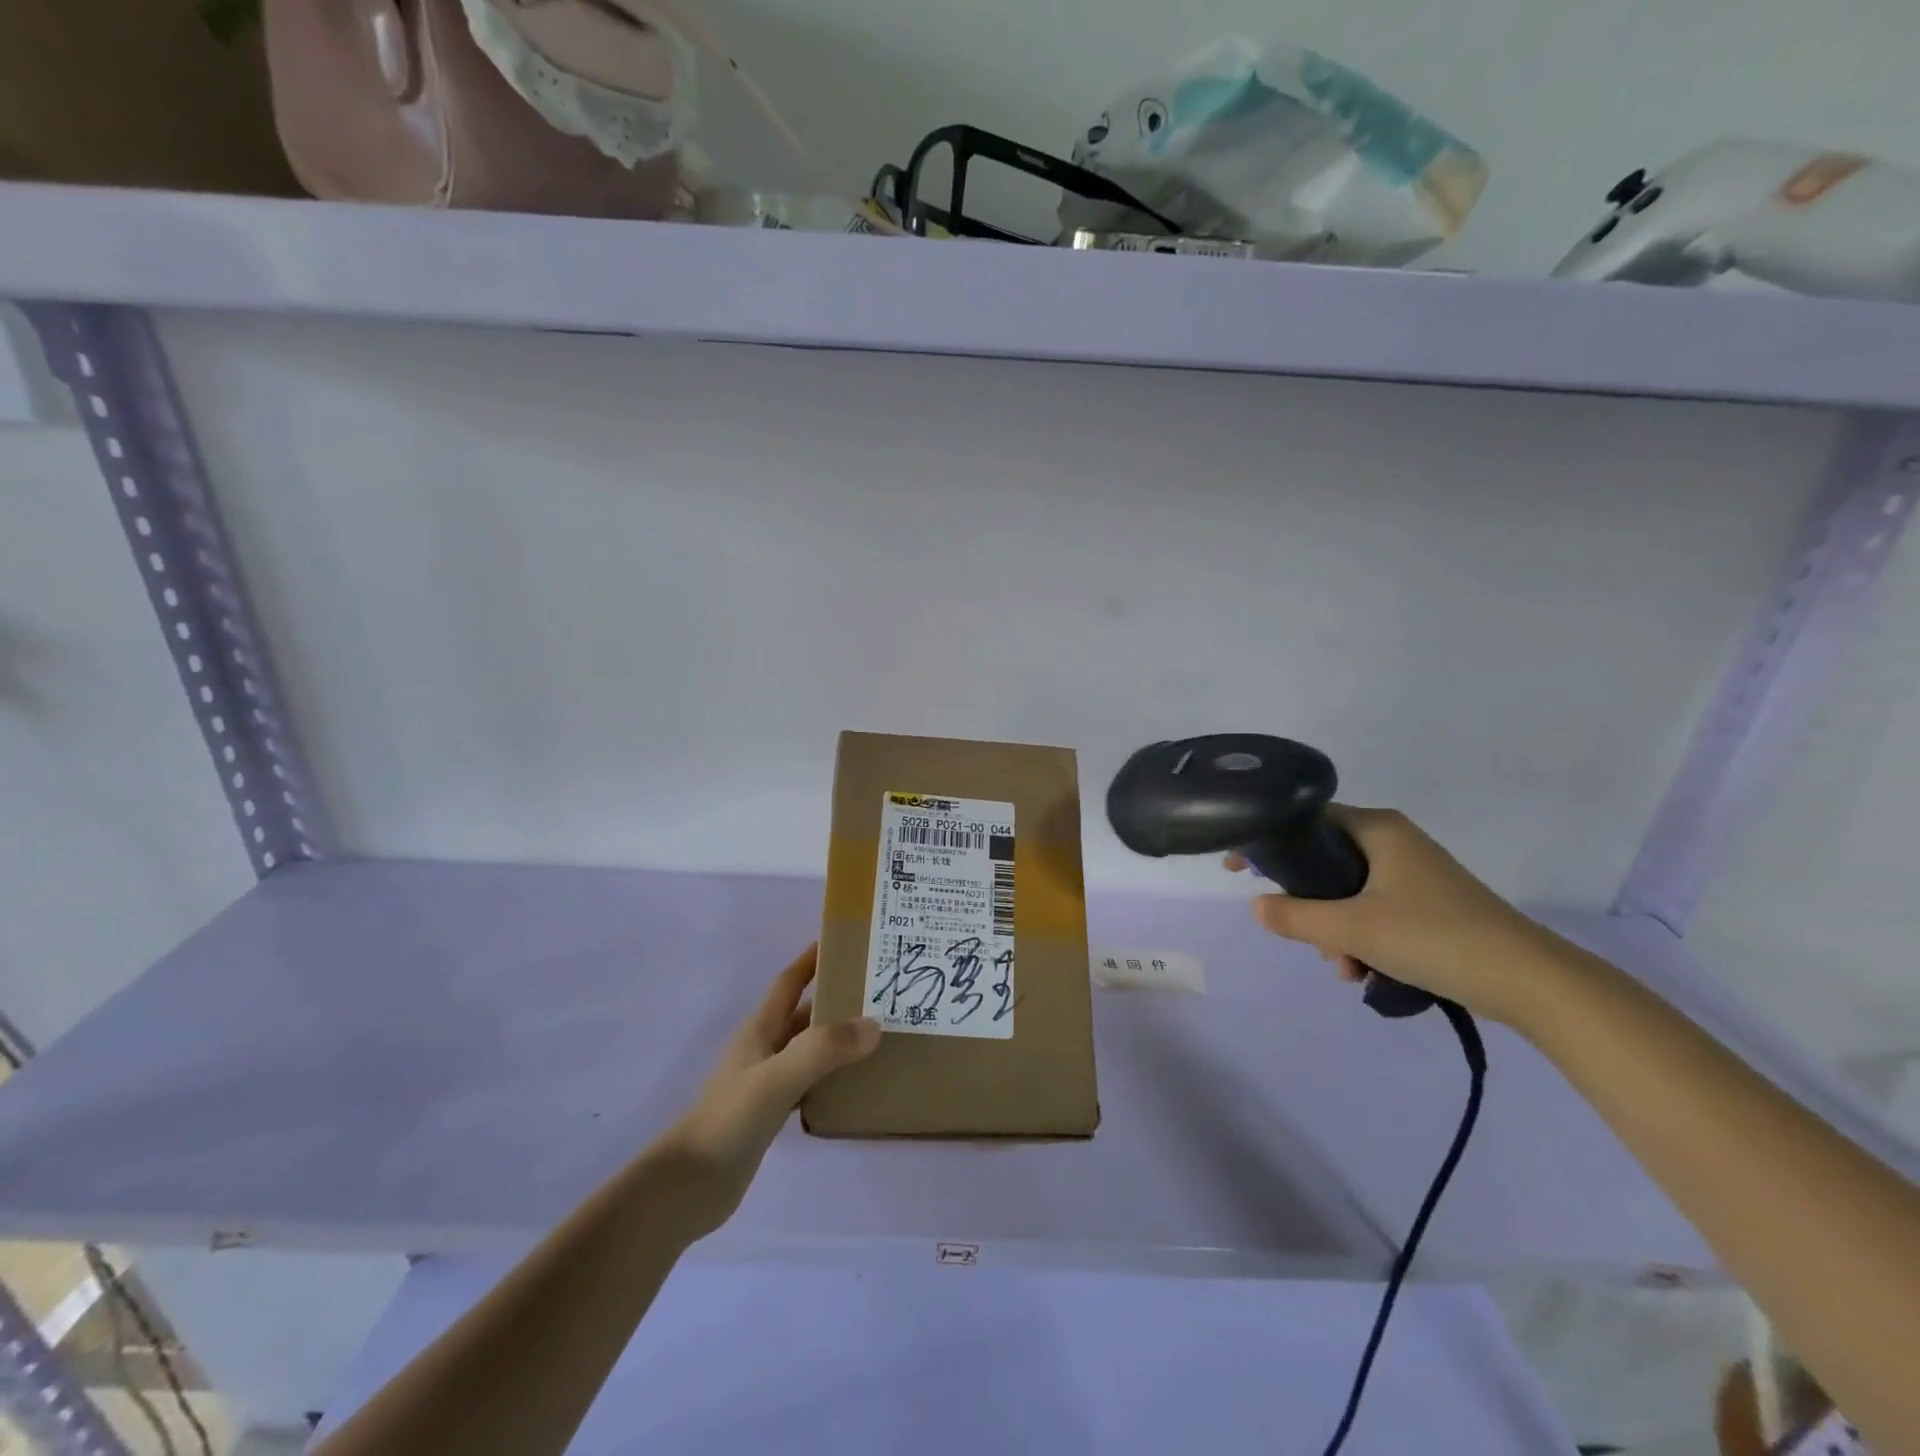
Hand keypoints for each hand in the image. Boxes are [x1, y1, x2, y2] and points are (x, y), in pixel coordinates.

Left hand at [656, 946, 879, 1236]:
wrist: (689, 1187)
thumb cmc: (730, 1120)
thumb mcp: (779, 1077)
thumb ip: (824, 1049)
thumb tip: (874, 1024)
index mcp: (760, 1030)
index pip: (789, 983)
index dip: (811, 960)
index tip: (843, 942)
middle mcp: (763, 1050)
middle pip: (803, 1015)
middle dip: (836, 1000)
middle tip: (879, 994)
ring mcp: (765, 1083)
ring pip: (808, 1050)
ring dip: (837, 1040)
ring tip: (878, 1036)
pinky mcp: (769, 1115)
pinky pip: (808, 1084)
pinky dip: (831, 1078)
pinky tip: (855, 1086)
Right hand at [1228, 807, 1558, 1023]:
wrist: (1531, 981)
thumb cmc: (1435, 937)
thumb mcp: (1353, 929)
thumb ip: (1296, 916)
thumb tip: (1255, 906)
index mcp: (1378, 828)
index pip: (1305, 821)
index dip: (1268, 844)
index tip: (1238, 871)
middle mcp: (1394, 840)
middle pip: (1325, 862)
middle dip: (1310, 906)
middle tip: (1312, 941)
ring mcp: (1415, 872)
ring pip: (1348, 892)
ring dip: (1335, 930)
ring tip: (1346, 968)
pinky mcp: (1430, 902)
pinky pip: (1374, 909)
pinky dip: (1362, 936)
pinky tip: (1367, 971)